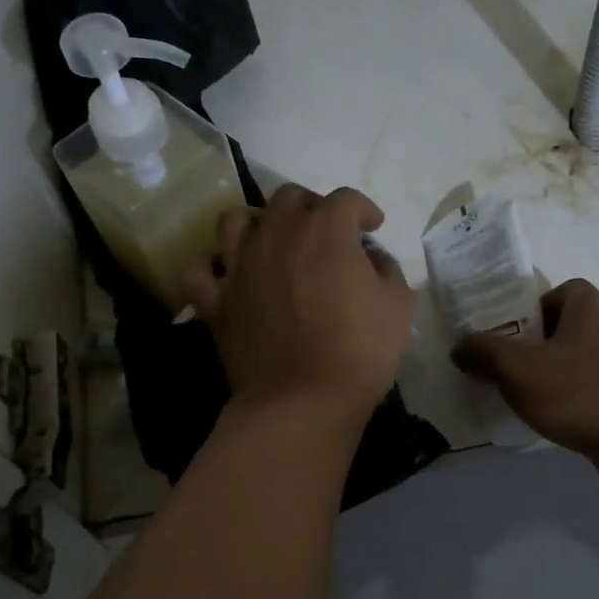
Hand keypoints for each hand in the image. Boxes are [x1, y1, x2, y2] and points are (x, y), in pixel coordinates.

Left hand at [181, 186, 411, 431]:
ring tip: (271, 243)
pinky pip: (199, 270)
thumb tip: (370, 258)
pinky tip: (227, 276)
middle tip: (324, 234)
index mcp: (325, 230)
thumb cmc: (360, 351)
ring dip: (256, 224)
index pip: (345, 199)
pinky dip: (211, 267)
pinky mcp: (215, 300)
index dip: (362, 209)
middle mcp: (276, 234)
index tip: (371, 226)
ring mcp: (238, 265)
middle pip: (288, 198)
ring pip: (235, 221)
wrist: (304, 401)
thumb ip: (386, 268)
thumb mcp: (398, 305)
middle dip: (311, 208)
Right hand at [452, 279, 598, 495]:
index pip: (564, 291)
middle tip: (515, 370)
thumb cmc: (578, 392)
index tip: (515, 335)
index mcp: (591, 308)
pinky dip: (583, 400)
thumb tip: (460, 346)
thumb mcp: (515, 368)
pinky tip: (566, 423)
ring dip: (563, 375)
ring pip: (588, 360)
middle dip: (543, 346)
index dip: (536, 308)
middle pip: (573, 327)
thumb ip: (483, 352)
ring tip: (536, 400)